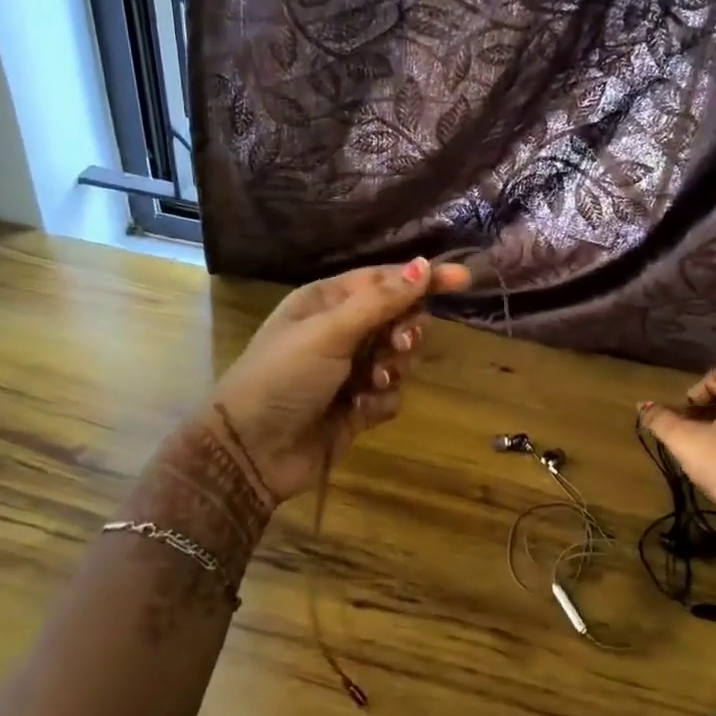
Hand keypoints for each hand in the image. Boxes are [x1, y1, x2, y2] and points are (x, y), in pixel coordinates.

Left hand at [208, 257, 470, 501]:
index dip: (424, 279)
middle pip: (399, 318)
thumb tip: (424, 265)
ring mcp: (350, 370)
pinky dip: (381, 400)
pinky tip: (359, 410)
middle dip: (406, 331)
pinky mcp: (358, 406)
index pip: (386, 280)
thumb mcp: (330, 331)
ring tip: (372, 381)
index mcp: (328, 301)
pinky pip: (391, 394)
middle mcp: (341, 331)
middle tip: (399, 345)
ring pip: (400, 358)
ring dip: (393, 368)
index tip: (464, 280)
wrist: (252, 450)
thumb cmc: (284, 376)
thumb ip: (381, 300)